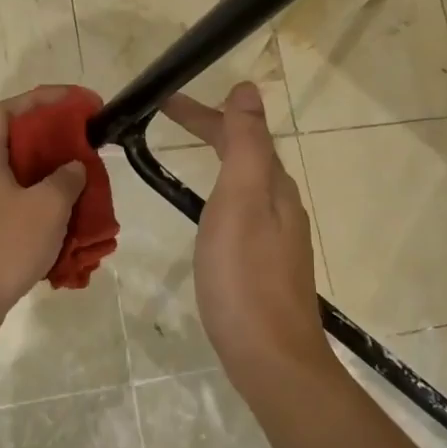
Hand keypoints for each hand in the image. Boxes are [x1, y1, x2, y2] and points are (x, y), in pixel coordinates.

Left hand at [0, 87, 87, 352]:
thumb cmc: (3, 246)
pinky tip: (57, 229)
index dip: (40, 99)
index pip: (6, 111)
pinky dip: (33, 211)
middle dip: (49, 144)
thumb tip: (72, 168)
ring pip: (11, 181)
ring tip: (76, 191)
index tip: (75, 103)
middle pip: (10, 145)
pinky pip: (7, 211)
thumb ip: (66, 179)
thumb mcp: (47, 207)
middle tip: (81, 149)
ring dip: (44, 181)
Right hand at [163, 83, 330, 385]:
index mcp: (274, 187)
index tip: (165, 101)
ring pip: (246, 183)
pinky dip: (221, 193)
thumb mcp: (240, 201)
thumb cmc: (245, 277)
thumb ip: (245, 145)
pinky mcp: (266, 265)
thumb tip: (248, 90)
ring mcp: (277, 238)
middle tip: (167, 118)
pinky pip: (244, 211)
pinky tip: (211, 214)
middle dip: (211, 130)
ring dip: (218, 158)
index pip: (241, 132)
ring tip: (188, 153)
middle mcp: (281, 206)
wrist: (270, 357)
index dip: (205, 112)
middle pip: (246, 154)